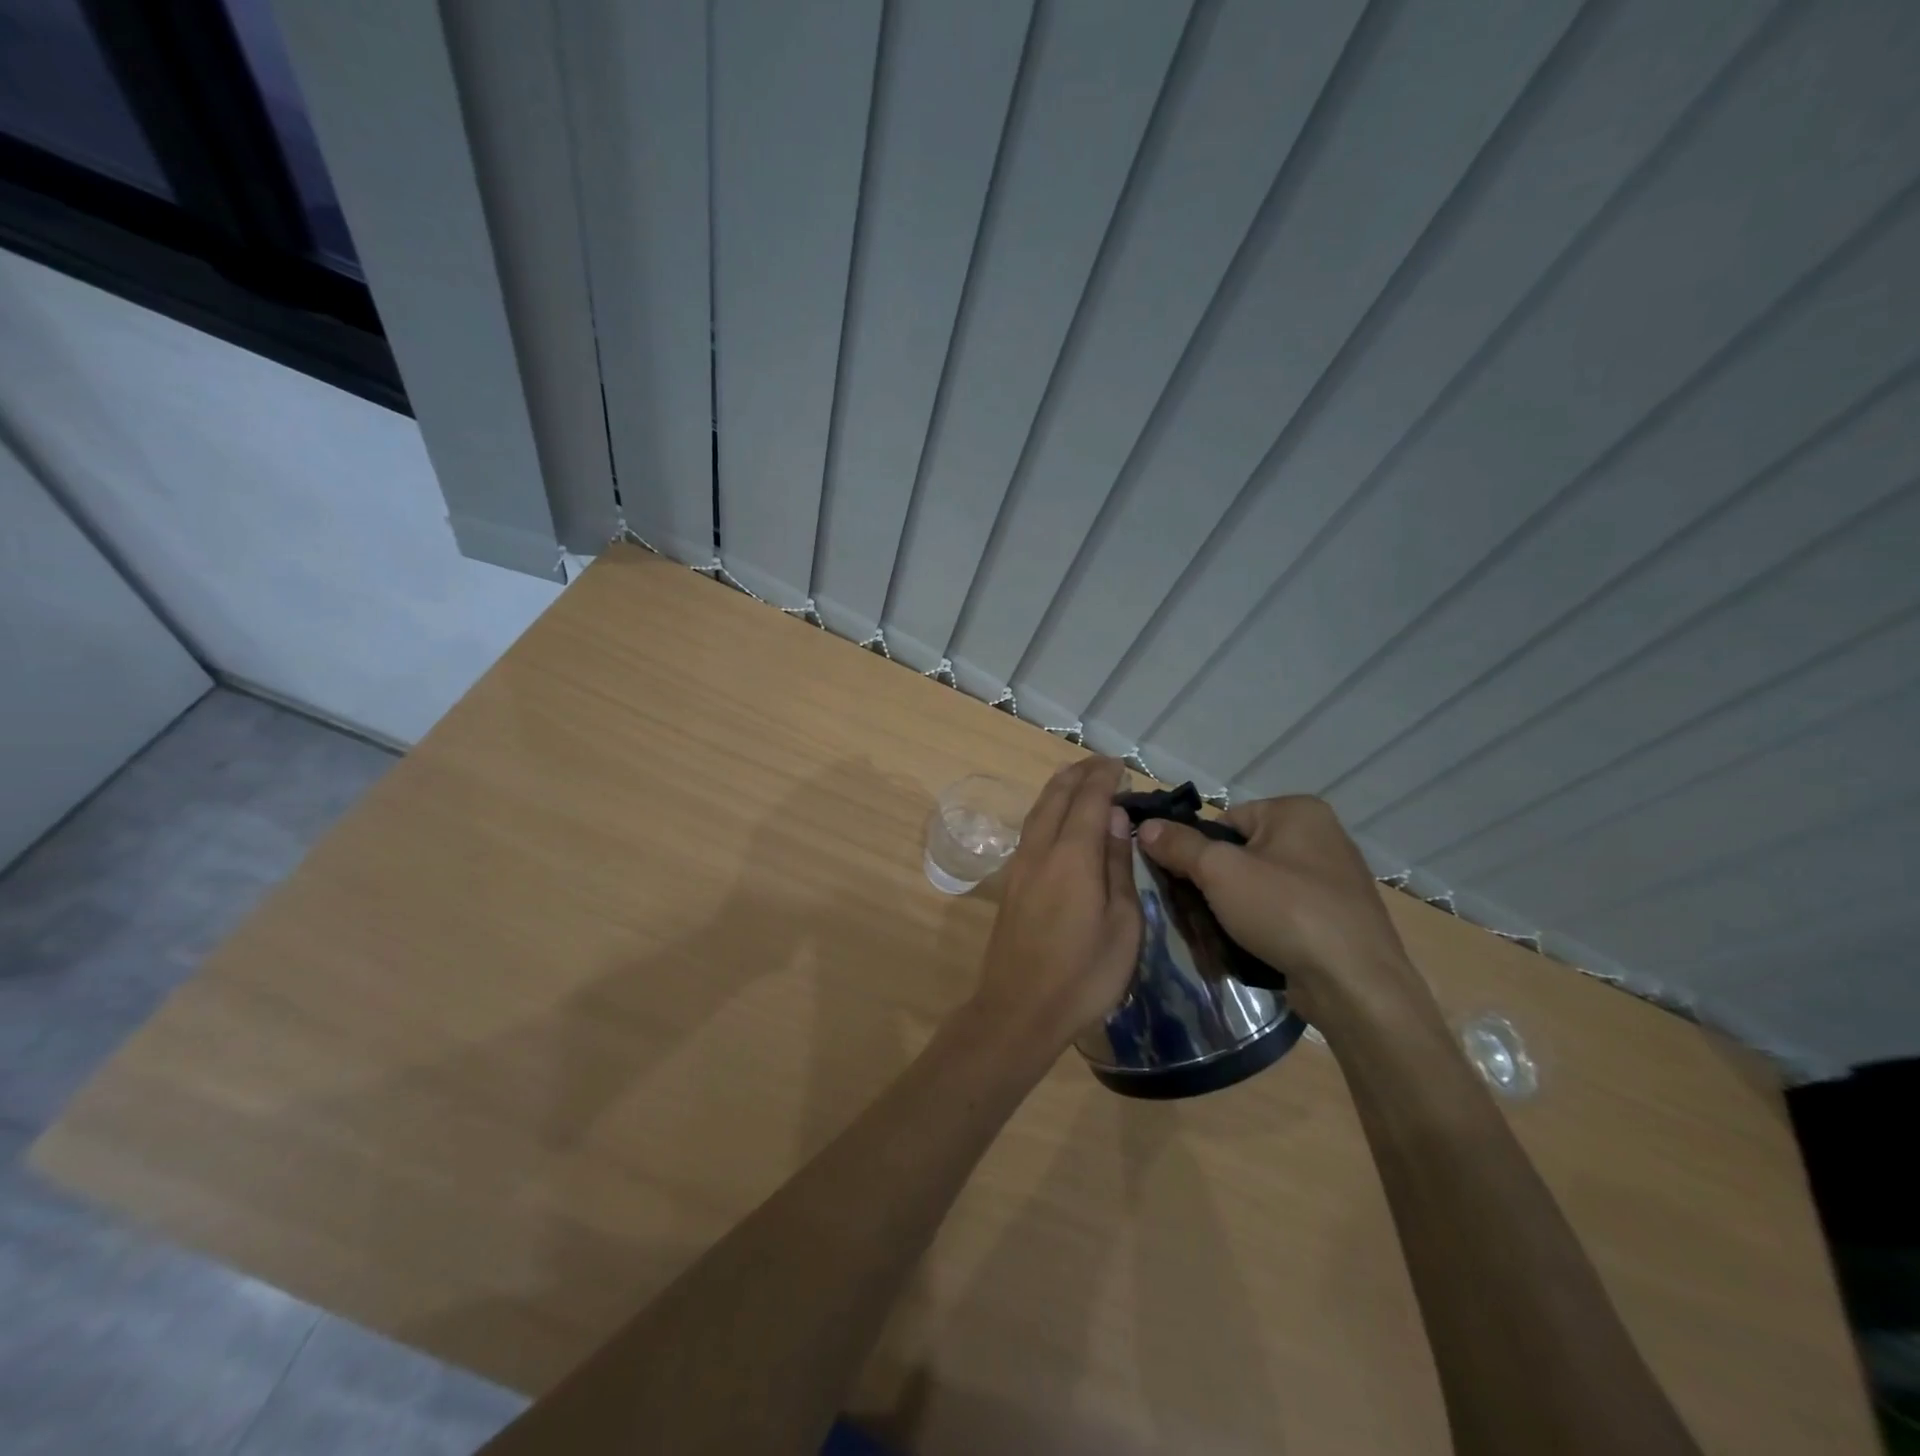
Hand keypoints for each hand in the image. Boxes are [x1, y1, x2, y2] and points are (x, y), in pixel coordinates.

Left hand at [972, 758, 1141, 1048]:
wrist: (1019, 1010)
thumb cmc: (1083, 975)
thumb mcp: (1122, 925)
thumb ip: (1116, 866)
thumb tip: (1115, 817)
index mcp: (1072, 856)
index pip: (1089, 799)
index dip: (1104, 777)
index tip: (1121, 765)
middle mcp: (1041, 850)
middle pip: (1057, 796)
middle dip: (1079, 773)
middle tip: (1102, 764)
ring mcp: (1020, 865)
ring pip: (1038, 810)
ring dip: (1059, 787)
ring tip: (1078, 777)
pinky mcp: (1010, 882)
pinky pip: (1031, 829)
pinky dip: (1047, 809)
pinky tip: (1056, 817)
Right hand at [1137, 795, 1437, 1038]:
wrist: (1355, 985)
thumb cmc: (1287, 911)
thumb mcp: (1220, 872)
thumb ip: (1179, 846)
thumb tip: (1146, 826)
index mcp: (1298, 811)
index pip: (1225, 820)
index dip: (1198, 850)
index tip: (1185, 882)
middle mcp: (1321, 836)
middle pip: (1242, 853)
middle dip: (1215, 883)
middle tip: (1196, 912)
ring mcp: (1334, 879)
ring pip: (1260, 885)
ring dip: (1234, 908)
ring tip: (1218, 934)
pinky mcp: (1338, 917)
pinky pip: (1283, 911)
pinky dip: (1263, 925)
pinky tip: (1250, 947)